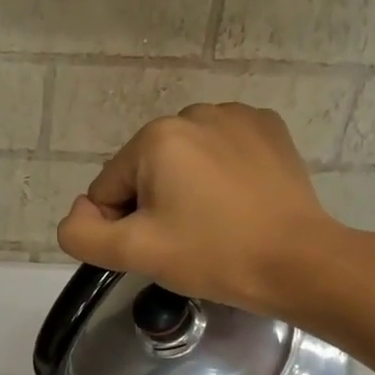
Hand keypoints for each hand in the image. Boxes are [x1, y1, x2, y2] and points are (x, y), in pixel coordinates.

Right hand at [55, 102, 352, 321]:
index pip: (107, 189)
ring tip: (214, 223)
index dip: (122, 227)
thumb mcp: (133, 253)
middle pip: (144, 171)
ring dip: (185, 190)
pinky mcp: (268, 128)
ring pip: (182, 161)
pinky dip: (218, 175)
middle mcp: (193, 113)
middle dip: (153, 205)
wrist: (296, 262)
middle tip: (186, 240)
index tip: (157, 249)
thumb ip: (82, 234)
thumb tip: (78, 214)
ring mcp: (236, 115)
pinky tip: (237, 203)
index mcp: (155, 138)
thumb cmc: (212, 255)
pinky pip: (219, 151)